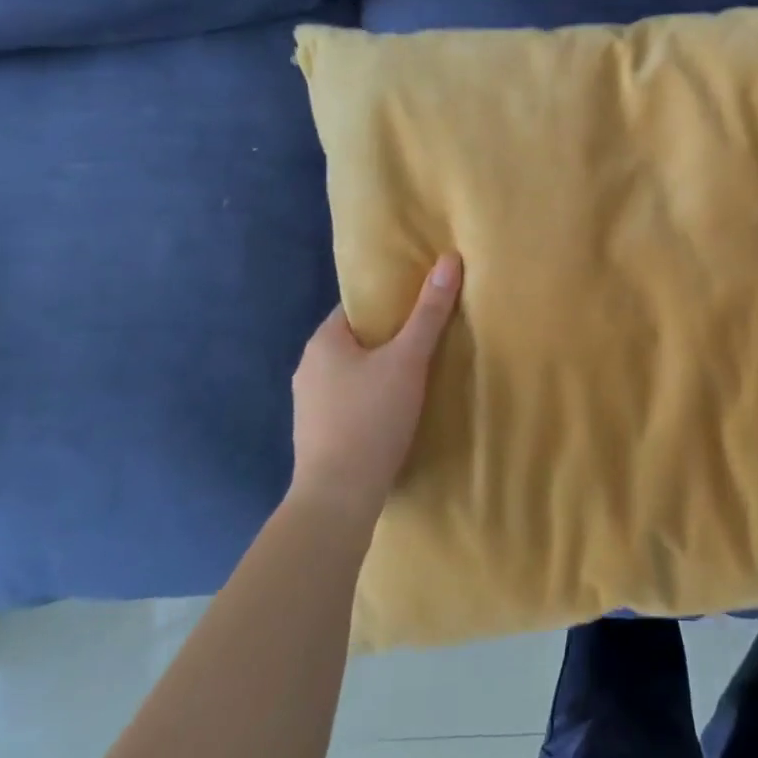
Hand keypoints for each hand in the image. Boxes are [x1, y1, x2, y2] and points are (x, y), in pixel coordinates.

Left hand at [287, 254, 462, 535]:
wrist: (338, 498)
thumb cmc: (371, 418)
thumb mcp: (408, 360)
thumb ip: (429, 313)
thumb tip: (449, 259)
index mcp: (323, 341)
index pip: (358, 306)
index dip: (391, 301)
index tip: (422, 303)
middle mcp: (308, 367)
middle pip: (357, 338)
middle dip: (389, 337)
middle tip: (429, 336)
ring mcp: (308, 403)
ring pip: (352, 371)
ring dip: (380, 369)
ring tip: (418, 372)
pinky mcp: (317, 433)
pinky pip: (349, 399)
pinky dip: (371, 396)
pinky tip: (395, 408)